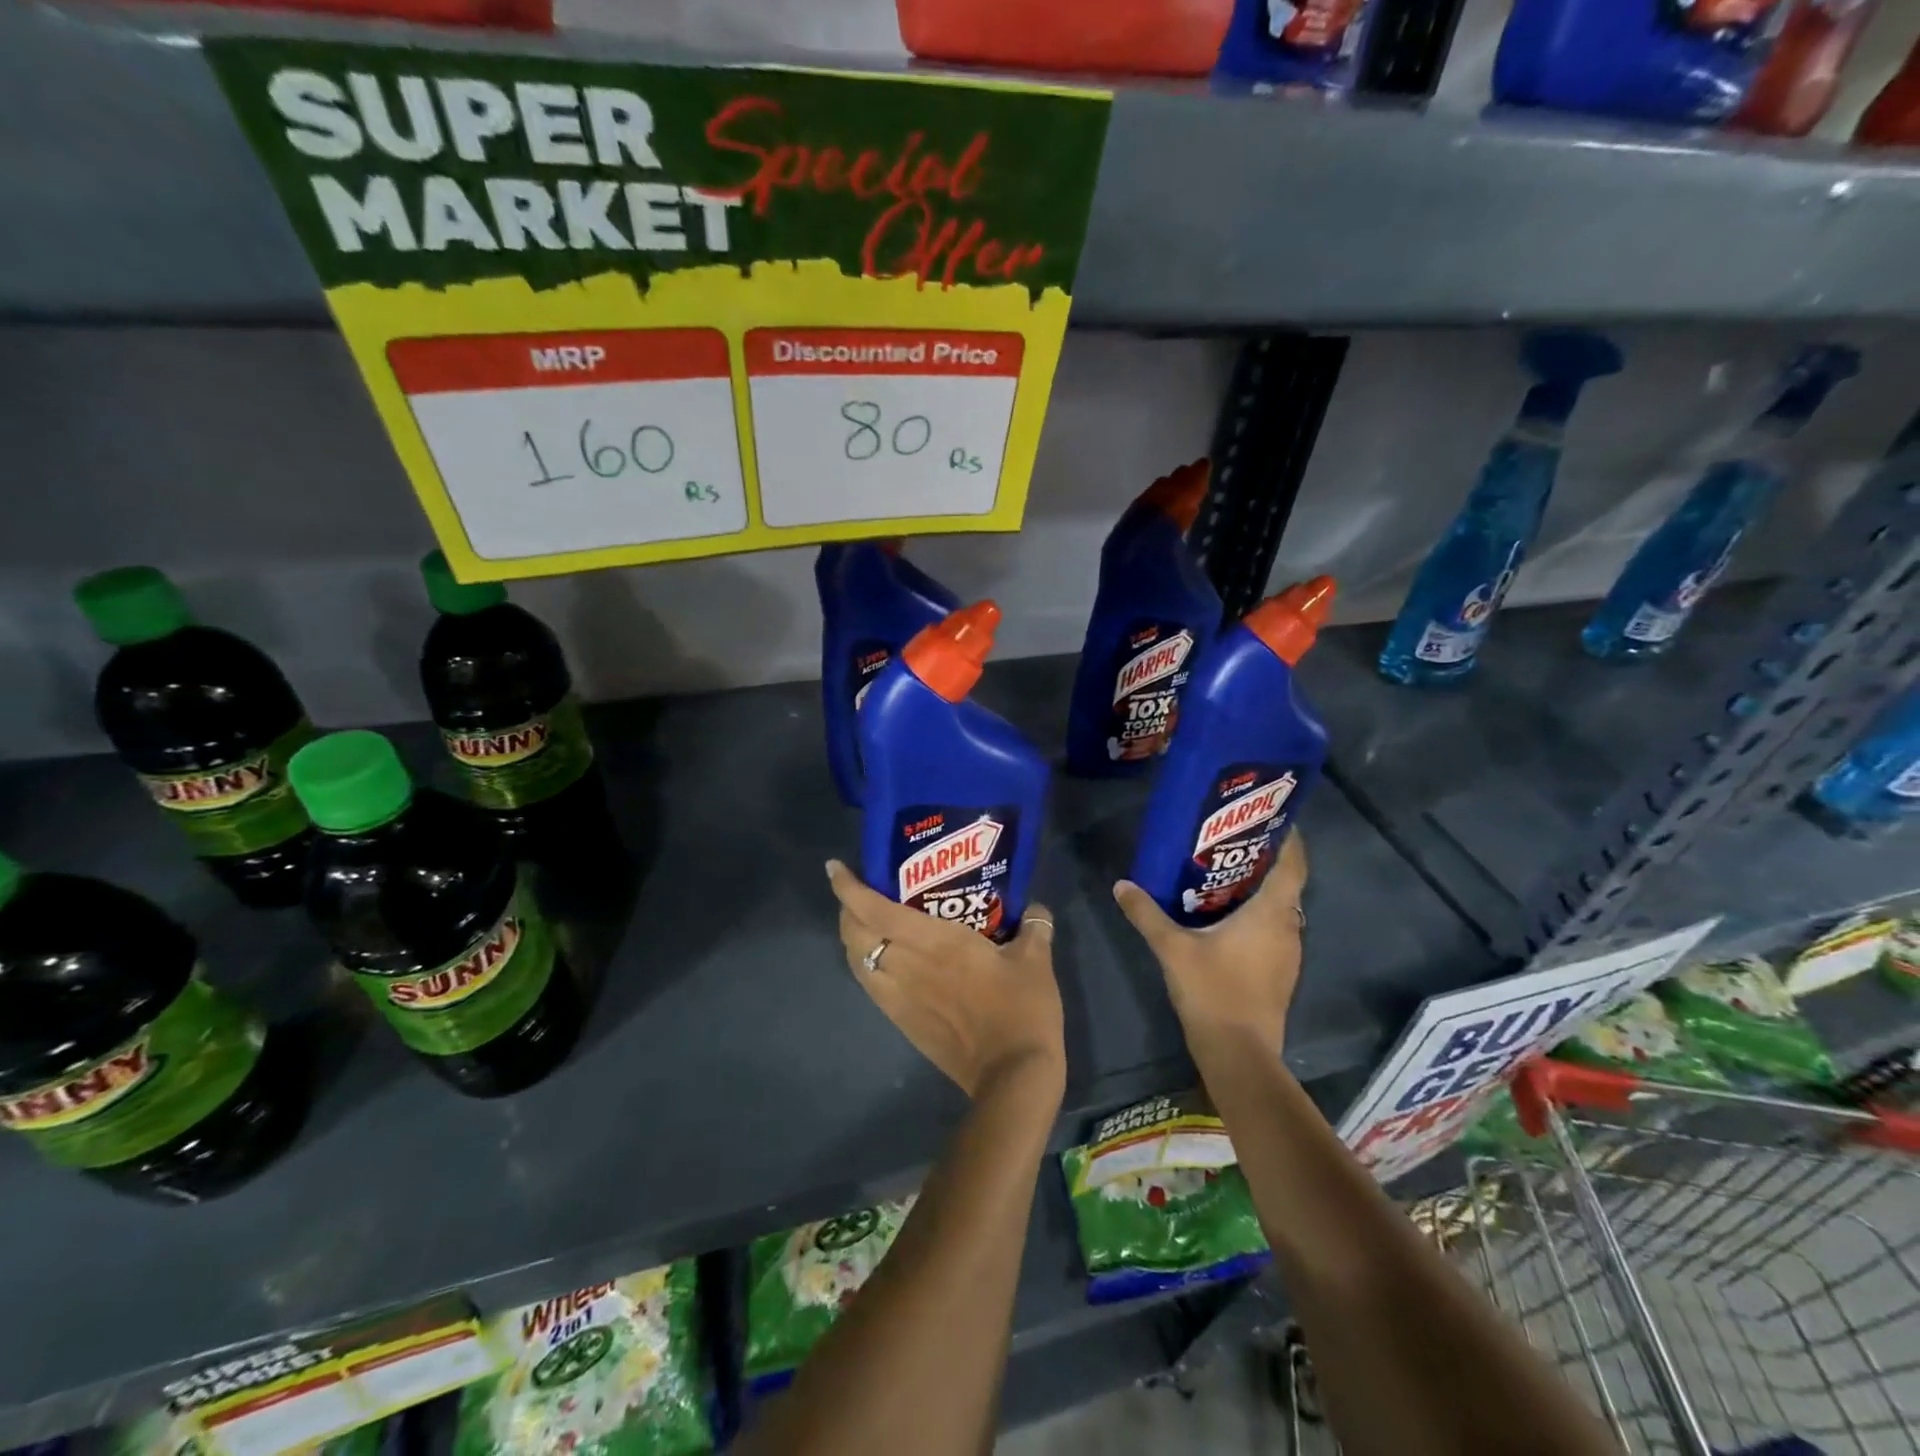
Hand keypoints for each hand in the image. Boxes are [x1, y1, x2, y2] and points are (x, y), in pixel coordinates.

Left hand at [826, 860, 1065, 1101]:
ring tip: (866, 922)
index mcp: (934, 942)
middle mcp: (906, 965)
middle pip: (854, 934)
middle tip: (860, 892)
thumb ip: (1034, 927)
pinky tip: (884, 960)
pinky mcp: (903, 1022)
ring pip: (857, 962)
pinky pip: (871, 985)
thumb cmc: (1021, 1010)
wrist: (1012, 1076)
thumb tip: (1037, 908)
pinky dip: (866, 965)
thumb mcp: (1035, 961)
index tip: (837, 868)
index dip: (850, 889)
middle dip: (846, 909)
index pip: (876, 911)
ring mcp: (900, 997)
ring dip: (853, 938)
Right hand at [1112, 831, 1307, 1056]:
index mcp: (1271, 913)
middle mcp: (1288, 927)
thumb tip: (1122, 884)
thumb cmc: (1213, 991)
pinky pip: (1274, 930)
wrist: (1240, 1055)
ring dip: (1260, 890)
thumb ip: (1147, 914)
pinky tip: (1227, 918)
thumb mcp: (1172, 948)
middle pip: (1285, 884)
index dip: (1289, 838)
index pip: (1293, 864)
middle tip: (1231, 842)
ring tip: (1224, 874)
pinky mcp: (1281, 973)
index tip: (1272, 816)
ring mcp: (1288, 953)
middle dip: (1264, 860)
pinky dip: (1257, 916)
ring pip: (1280, 909)